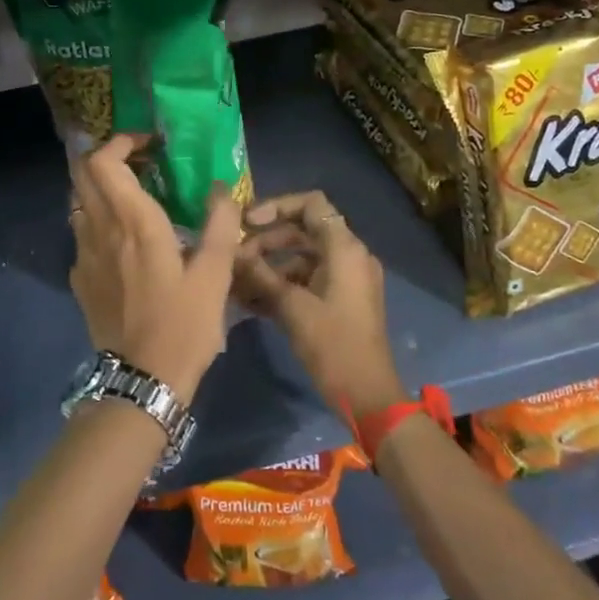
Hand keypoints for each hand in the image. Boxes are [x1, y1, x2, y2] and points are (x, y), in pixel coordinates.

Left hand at [68, 135, 242, 399]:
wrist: (142, 379)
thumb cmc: (183, 324)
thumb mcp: (215, 274)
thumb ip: (220, 224)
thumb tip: (221, 188)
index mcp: (133, 222)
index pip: (103, 161)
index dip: (120, 142)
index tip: (149, 145)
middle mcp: (99, 230)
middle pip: (82, 174)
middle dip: (109, 158)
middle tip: (143, 164)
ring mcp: (83, 255)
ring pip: (80, 202)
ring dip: (102, 189)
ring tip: (135, 198)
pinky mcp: (80, 278)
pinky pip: (82, 233)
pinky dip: (99, 220)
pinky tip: (125, 242)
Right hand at [236, 190, 403, 421]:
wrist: (368, 395)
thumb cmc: (332, 344)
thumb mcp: (291, 307)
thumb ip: (259, 274)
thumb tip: (230, 252)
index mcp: (344, 248)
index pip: (311, 204)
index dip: (277, 206)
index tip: (248, 222)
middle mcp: (349, 256)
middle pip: (303, 230)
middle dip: (267, 240)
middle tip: (236, 256)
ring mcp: (346, 279)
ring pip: (303, 257)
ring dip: (270, 266)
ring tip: (237, 282)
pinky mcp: (341, 301)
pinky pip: (308, 280)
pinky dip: (283, 284)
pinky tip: (251, 301)